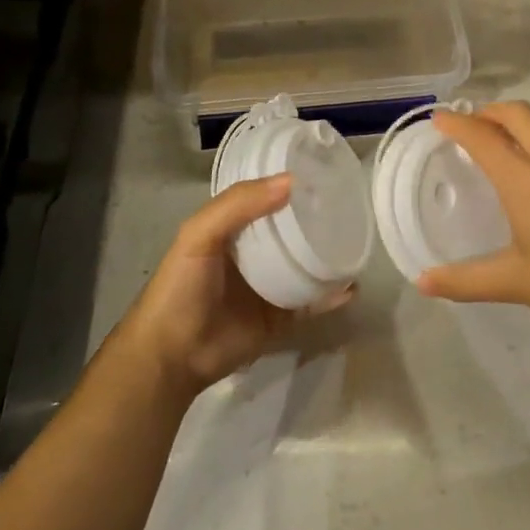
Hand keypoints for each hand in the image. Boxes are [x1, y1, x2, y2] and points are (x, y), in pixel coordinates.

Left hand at [117, 177, 355, 395]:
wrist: (172, 356)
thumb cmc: (181, 287)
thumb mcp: (200, 235)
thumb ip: (239, 204)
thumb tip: (291, 181)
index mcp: (231, 230)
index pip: (265, 199)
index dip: (288, 185)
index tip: (322, 173)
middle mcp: (253, 255)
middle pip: (290, 232)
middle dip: (316, 220)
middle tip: (349, 205)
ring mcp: (268, 288)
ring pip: (306, 266)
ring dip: (329, 256)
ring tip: (357, 243)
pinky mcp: (279, 319)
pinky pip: (311, 304)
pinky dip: (331, 296)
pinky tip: (351, 286)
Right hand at [418, 102, 529, 332]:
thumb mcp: (516, 283)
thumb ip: (466, 281)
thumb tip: (423, 281)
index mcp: (526, 181)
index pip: (484, 138)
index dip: (457, 124)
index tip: (437, 119)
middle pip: (517, 114)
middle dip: (487, 111)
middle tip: (466, 126)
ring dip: (513, 119)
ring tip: (495, 138)